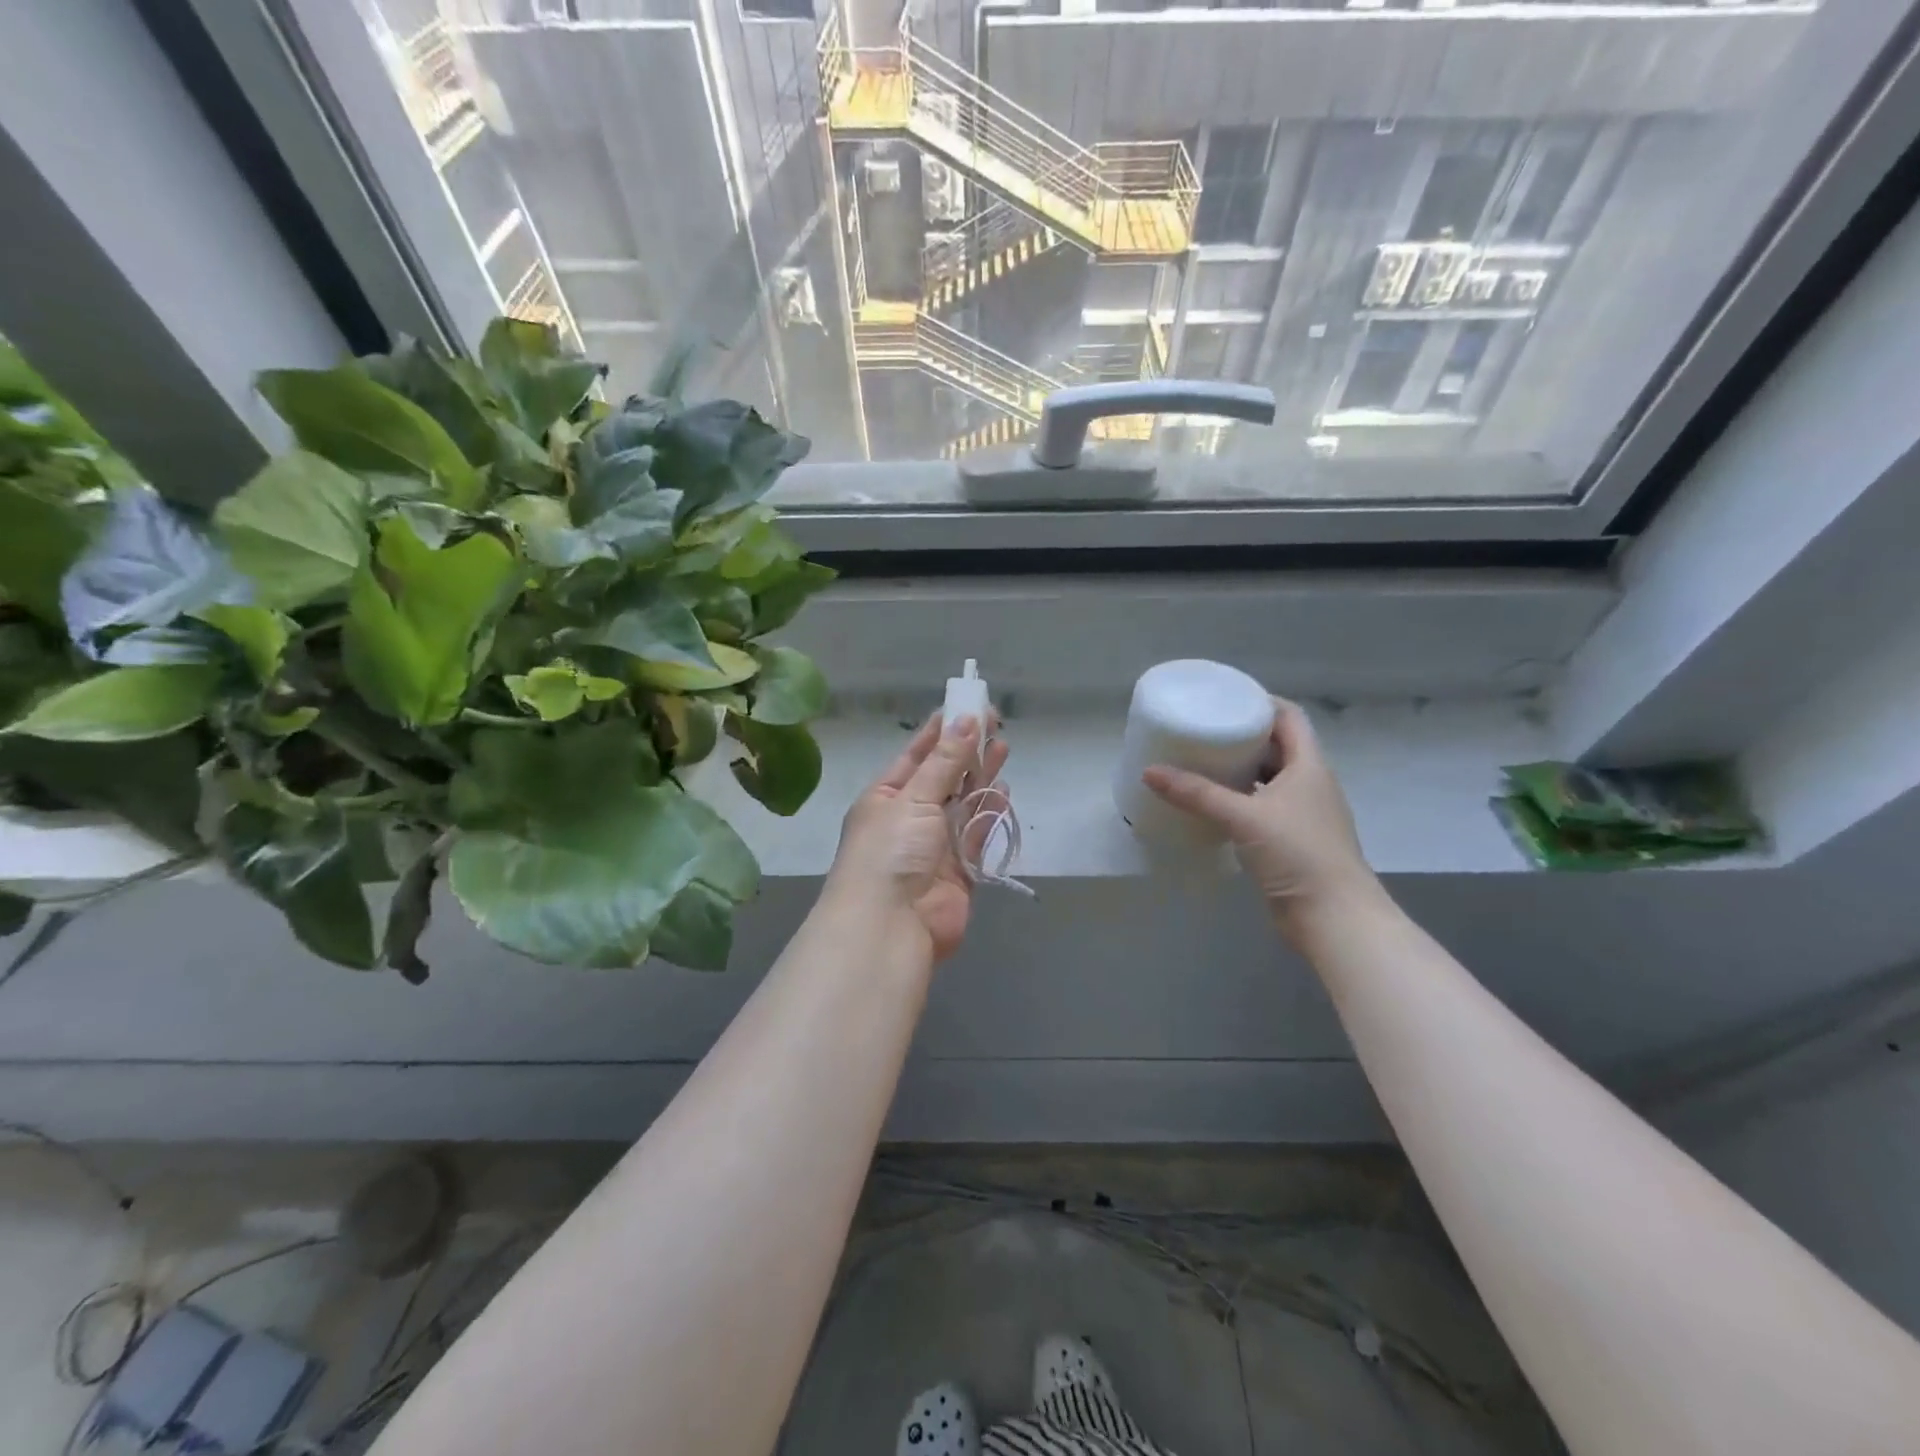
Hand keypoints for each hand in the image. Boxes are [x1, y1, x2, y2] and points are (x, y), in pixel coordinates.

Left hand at [825, 713, 1010, 962]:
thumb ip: (945, 762)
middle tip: (995, 722)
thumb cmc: (890, 851)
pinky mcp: (959, 871)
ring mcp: (934, 845)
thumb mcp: (913, 798)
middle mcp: (908, 818)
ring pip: (963, 804)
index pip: (916, 755)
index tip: (966, 706)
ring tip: (1004, 747)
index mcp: (885, 797)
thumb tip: (966, 720)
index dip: (940, 731)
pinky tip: (1003, 792)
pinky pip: (976, 835)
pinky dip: (989, 814)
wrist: (889, 927)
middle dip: (966, 751)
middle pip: (943, 777)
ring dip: (981, 777)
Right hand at [1142, 698, 1378, 942]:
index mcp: (1309, 765)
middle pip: (1277, 746)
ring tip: (1201, 764)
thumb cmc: (1298, 854)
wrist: (1334, 917)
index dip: (1261, 702)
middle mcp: (1310, 784)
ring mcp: (1303, 814)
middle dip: (1243, 736)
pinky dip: (1240, 801)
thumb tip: (1149, 771)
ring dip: (1241, 770)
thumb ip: (1197, 794)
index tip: (1225, 699)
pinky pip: (1263, 808)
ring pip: (1269, 779)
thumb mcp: (1244, 817)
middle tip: (1204, 730)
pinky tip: (1213, 806)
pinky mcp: (1292, 841)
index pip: (1289, 717)